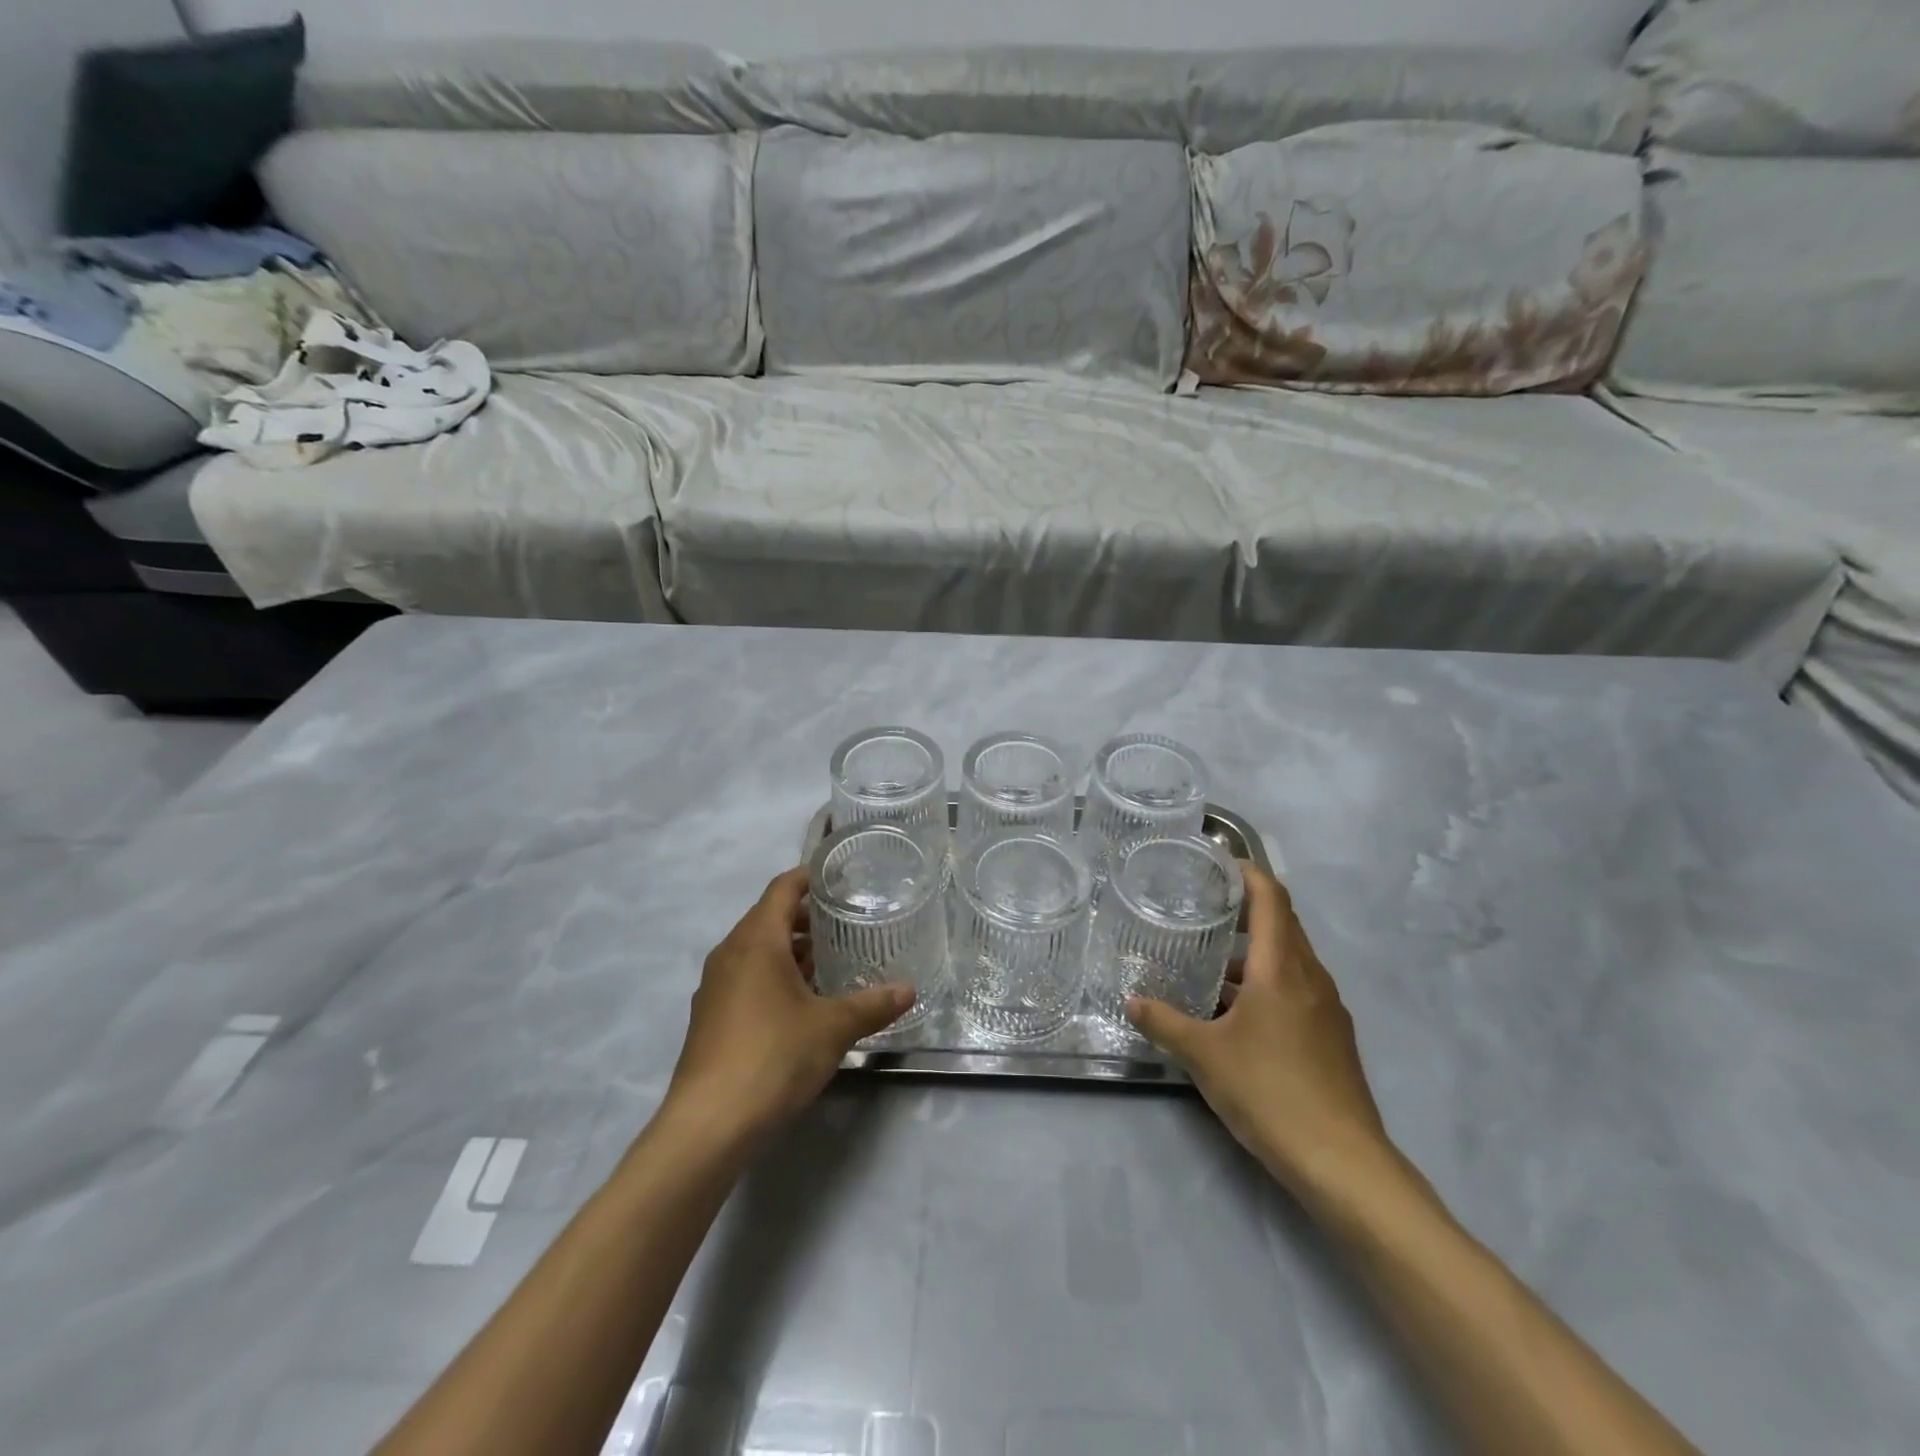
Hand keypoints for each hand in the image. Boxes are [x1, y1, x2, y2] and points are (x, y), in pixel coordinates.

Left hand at [664, 867, 913, 1143]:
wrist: (709, 1124)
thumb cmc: (773, 1056)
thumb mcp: (832, 1028)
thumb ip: (872, 1004)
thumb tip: (909, 990)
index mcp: (756, 940)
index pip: (782, 888)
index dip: (809, 877)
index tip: (839, 878)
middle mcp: (730, 953)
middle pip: (768, 918)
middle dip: (806, 918)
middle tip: (846, 923)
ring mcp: (715, 987)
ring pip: (756, 951)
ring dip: (790, 950)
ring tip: (830, 962)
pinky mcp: (710, 1018)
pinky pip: (746, 978)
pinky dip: (774, 976)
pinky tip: (801, 1003)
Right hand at [1126, 862, 1390, 1194]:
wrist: (1344, 1163)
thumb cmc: (1270, 1092)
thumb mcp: (1204, 1055)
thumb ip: (1164, 1022)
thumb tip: (1132, 1001)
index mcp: (1282, 968)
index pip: (1272, 898)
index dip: (1248, 872)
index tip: (1218, 862)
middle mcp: (1311, 977)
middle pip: (1283, 924)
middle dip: (1246, 908)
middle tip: (1203, 904)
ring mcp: (1327, 1009)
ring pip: (1290, 960)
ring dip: (1254, 951)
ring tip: (1209, 960)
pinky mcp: (1332, 1038)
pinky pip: (1298, 990)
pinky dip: (1267, 982)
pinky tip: (1236, 1012)